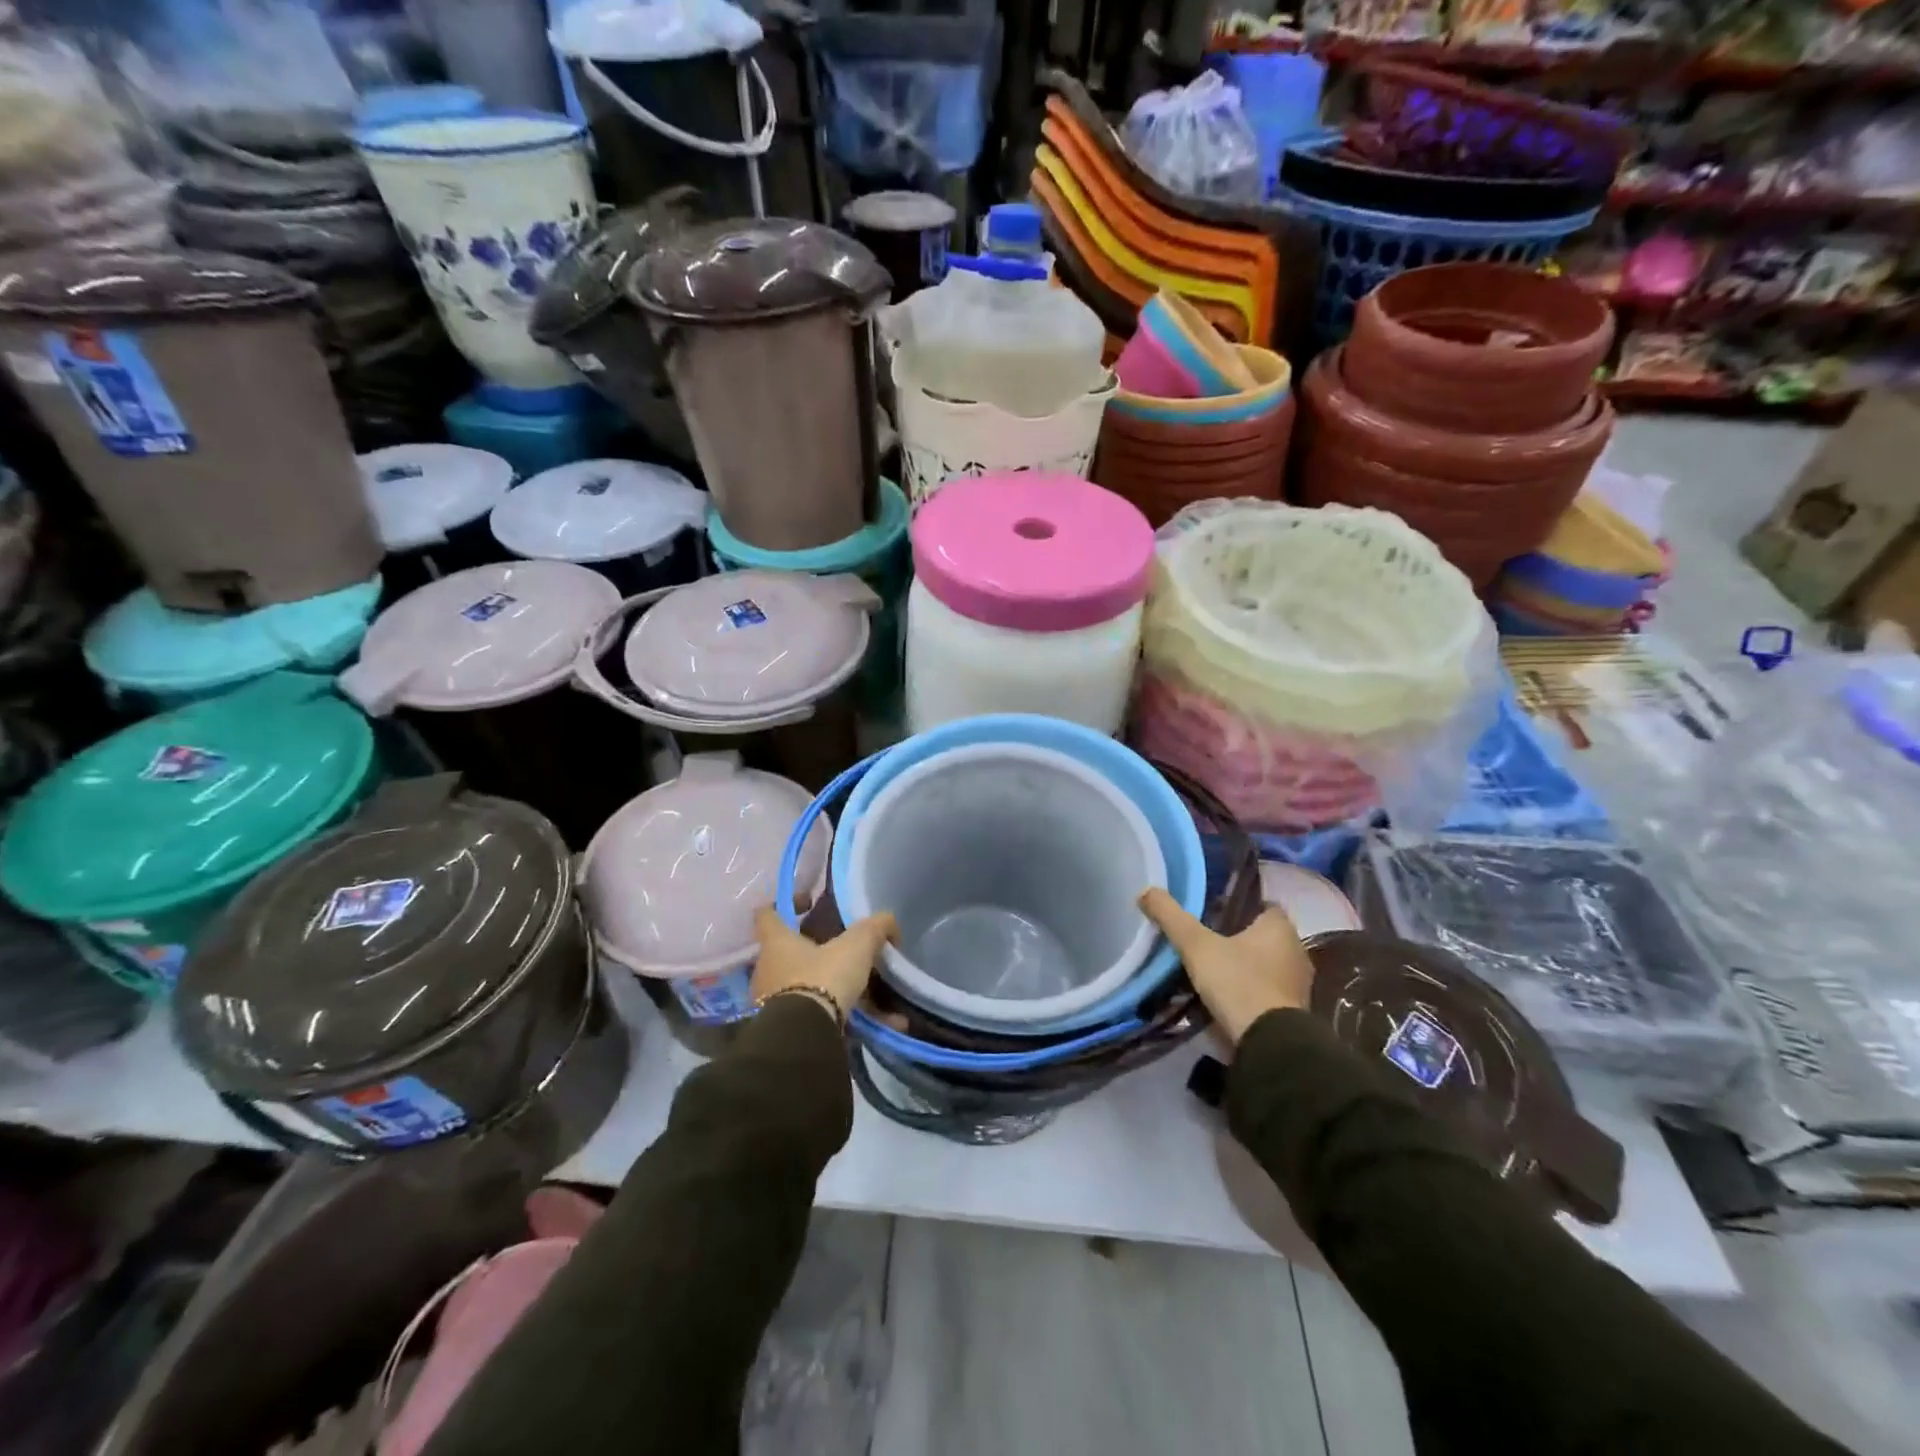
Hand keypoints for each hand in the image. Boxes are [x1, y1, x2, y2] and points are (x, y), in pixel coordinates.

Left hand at [750, 906, 898, 1022]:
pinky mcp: (786, 1029)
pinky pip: (819, 1016)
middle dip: (818, 953)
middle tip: (847, 952)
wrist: (804, 1037)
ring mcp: (772, 1002)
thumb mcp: (856, 945)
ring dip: (838, 990)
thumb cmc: (823, 978)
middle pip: (789, 953)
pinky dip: (848, 1018)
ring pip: (808, 987)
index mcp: (776, 942)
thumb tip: (889, 922)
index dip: (785, 903)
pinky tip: (882, 1024)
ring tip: (874, 996)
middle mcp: (767, 970)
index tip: (809, 903)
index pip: (767, 913)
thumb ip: (874, 928)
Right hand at [1139, 888, 1315, 1047]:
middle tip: (1204, 940)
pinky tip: (1224, 997)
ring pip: (1264, 965)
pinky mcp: (1293, 1013)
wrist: (1269, 1044)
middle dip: (1237, 938)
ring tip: (1209, 970)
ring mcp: (1298, 985)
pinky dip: (1248, 992)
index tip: (1212, 913)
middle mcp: (1296, 951)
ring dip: (1243, 968)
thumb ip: (1171, 916)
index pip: (1263, 906)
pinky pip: (1266, 992)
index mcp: (1280, 928)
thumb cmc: (1238, 983)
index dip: (1238, 907)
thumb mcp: (1196, 945)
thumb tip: (1146, 891)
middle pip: (1262, 937)